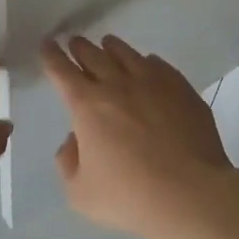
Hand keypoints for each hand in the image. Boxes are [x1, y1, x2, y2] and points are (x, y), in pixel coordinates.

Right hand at [42, 35, 236, 238]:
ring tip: (107, 44)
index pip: (63, 71)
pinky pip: (159, 65)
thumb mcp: (80, 193)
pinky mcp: (181, 88)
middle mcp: (118, 84)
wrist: (190, 193)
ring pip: (127, 54)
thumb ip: (68, 162)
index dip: (52, 56)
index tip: (47, 45)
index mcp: (88, 105)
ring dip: (112, 47)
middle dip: (80, 47)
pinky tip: (148, 64)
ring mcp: (153, 82)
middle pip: (94, 55)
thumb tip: (74, 140)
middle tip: (75, 42)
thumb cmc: (129, 196)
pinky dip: (146, 62)